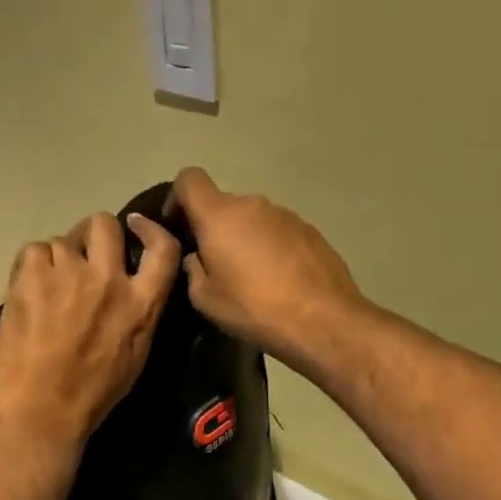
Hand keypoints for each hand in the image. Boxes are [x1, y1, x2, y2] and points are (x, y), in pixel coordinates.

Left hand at [0, 211, 181, 458]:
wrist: (39, 407)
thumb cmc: (91, 394)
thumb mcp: (135, 356)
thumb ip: (139, 314)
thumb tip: (132, 289)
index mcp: (141, 303)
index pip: (164, 248)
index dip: (152, 229)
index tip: (138, 227)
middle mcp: (109, 278)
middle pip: (105, 224)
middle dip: (95, 235)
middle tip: (83, 257)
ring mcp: (68, 271)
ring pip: (63, 240)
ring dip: (59, 258)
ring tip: (49, 287)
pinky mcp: (32, 273)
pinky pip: (34, 250)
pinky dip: (31, 266)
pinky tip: (28, 291)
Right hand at [168, 167, 366, 370]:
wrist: (322, 320)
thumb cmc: (254, 308)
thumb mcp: (205, 299)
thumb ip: (193, 269)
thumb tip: (198, 257)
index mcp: (219, 215)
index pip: (189, 179)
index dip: (177, 197)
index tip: (177, 224)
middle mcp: (253, 204)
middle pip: (223, 204)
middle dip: (213, 227)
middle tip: (213, 263)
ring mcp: (286, 214)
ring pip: (252, 218)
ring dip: (244, 238)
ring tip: (249, 276)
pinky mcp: (311, 230)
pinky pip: (278, 232)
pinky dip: (270, 247)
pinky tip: (277, 279)